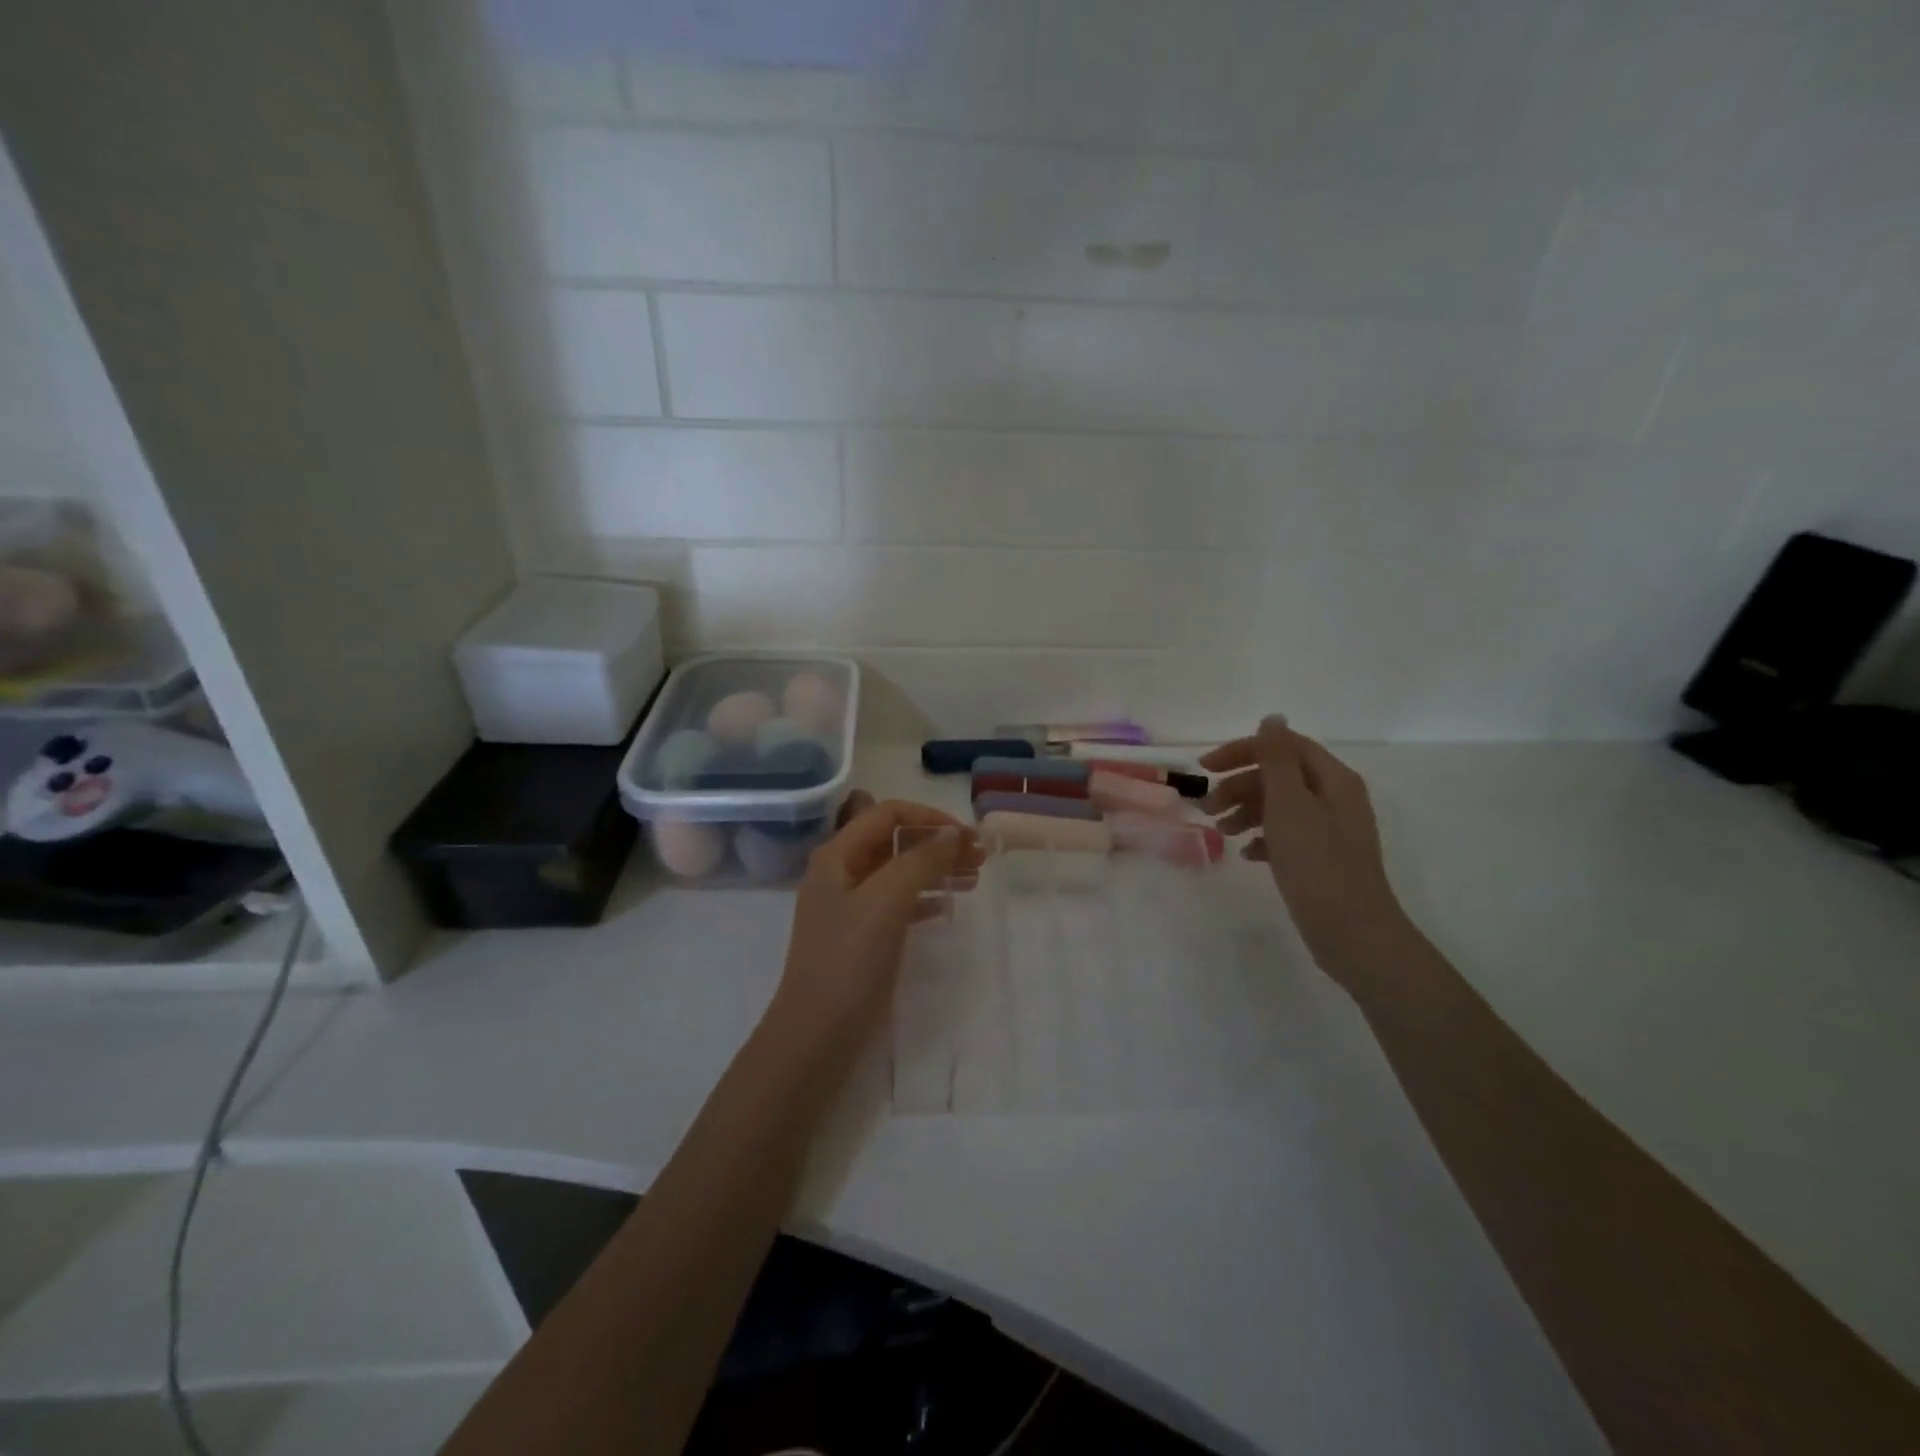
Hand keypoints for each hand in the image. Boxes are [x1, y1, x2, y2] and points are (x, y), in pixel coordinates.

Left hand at [766, 792, 982, 1052]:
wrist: (817, 1035)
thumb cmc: (849, 961)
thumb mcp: (886, 902)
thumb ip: (920, 860)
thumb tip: (952, 832)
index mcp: (837, 856)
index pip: (887, 814)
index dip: (929, 818)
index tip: (968, 836)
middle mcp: (841, 873)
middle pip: (895, 841)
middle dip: (937, 844)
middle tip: (981, 857)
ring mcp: (850, 907)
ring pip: (900, 872)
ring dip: (936, 869)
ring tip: (974, 878)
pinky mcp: (862, 936)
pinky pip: (899, 903)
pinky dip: (925, 899)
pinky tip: (948, 908)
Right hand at [1201, 716, 1409, 982]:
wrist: (1352, 931)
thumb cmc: (1317, 862)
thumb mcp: (1290, 804)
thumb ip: (1277, 759)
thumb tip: (1272, 718)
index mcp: (1332, 779)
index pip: (1283, 746)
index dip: (1242, 750)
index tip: (1204, 768)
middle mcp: (1335, 797)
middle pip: (1279, 775)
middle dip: (1239, 785)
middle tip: (1207, 807)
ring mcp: (1330, 829)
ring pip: (1279, 805)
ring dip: (1246, 811)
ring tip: (1222, 832)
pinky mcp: (1322, 857)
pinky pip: (1286, 835)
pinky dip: (1262, 837)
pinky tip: (1247, 854)